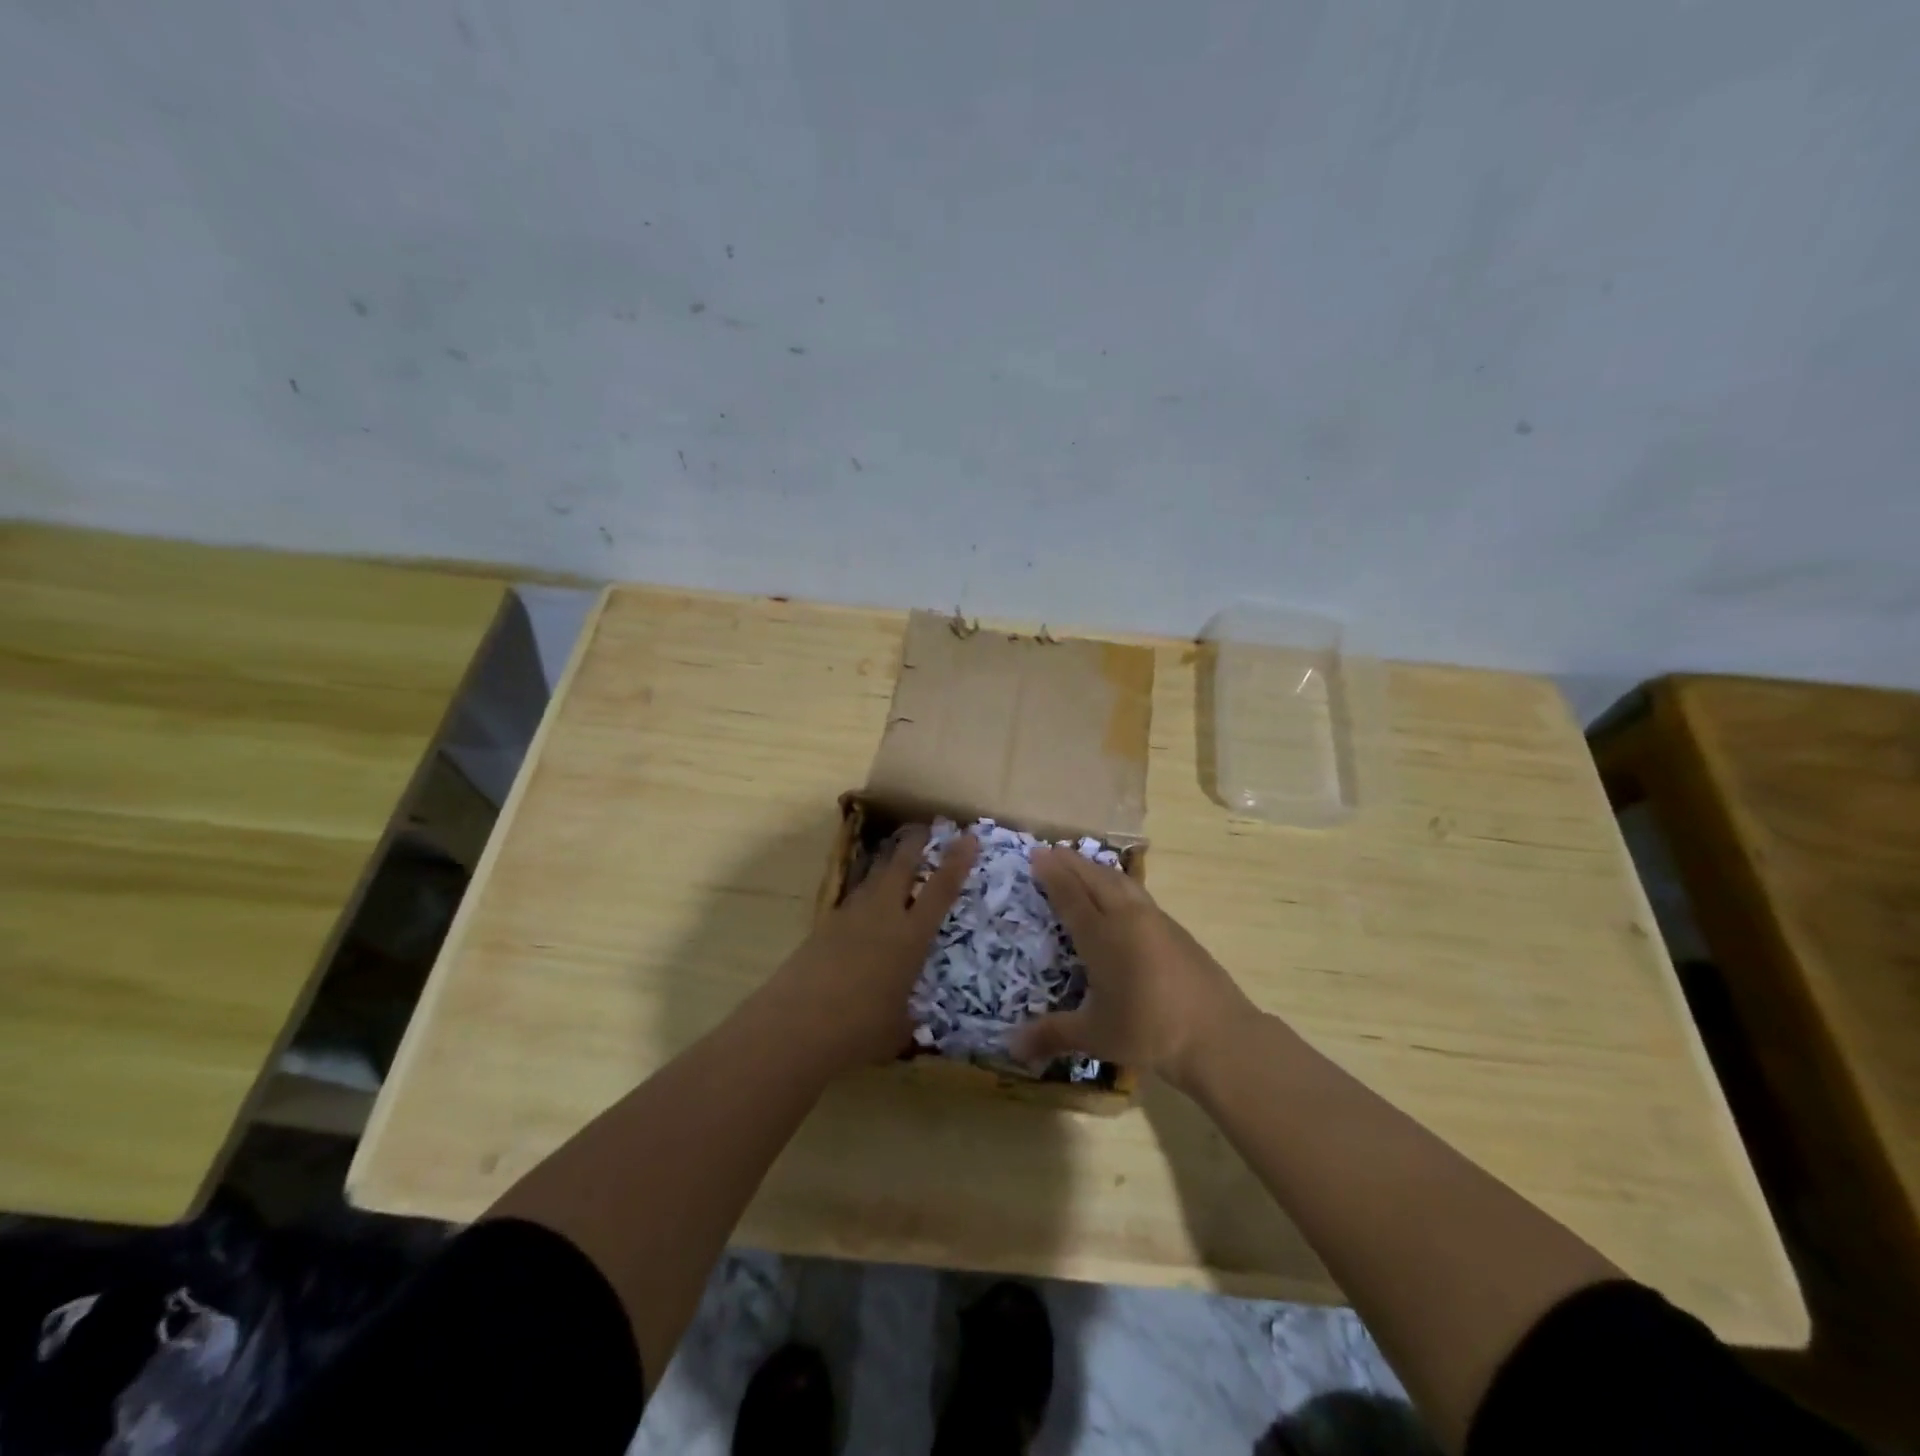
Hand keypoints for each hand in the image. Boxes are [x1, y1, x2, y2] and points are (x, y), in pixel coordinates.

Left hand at [764, 826, 977, 1071]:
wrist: (795, 1025)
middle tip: (924, 829)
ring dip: (886, 864)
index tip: (968, 837)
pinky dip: (864, 895)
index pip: (940, 890)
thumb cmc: (858, 1029)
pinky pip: (851, 901)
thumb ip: (906, 1019)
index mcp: (910, 937)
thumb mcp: (896, 1030)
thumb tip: (908, 1025)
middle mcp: (882, 917)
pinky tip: (864, 907)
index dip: (956, 862)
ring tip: (895, 859)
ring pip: (872, 878)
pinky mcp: (823, 927)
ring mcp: (849, 917)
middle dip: (914, 844)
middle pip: (900, 866)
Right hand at [1011, 848, 1255, 1088]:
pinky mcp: (1176, 929)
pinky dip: (1119, 883)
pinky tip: (1120, 893)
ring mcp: (1155, 920)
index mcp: (1102, 937)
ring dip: (1097, 869)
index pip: (1071, 896)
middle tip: (1051, 851)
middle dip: (1071, 863)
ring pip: (1120, 882)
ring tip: (1082, 863)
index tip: (1037, 854)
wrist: (1218, 1034)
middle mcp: (1126, 919)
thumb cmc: (1149, 1032)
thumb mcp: (1095, 1036)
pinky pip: (1138, 893)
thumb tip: (1011, 1048)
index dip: (1052, 874)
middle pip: (1095, 880)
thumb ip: (1052, 1035)